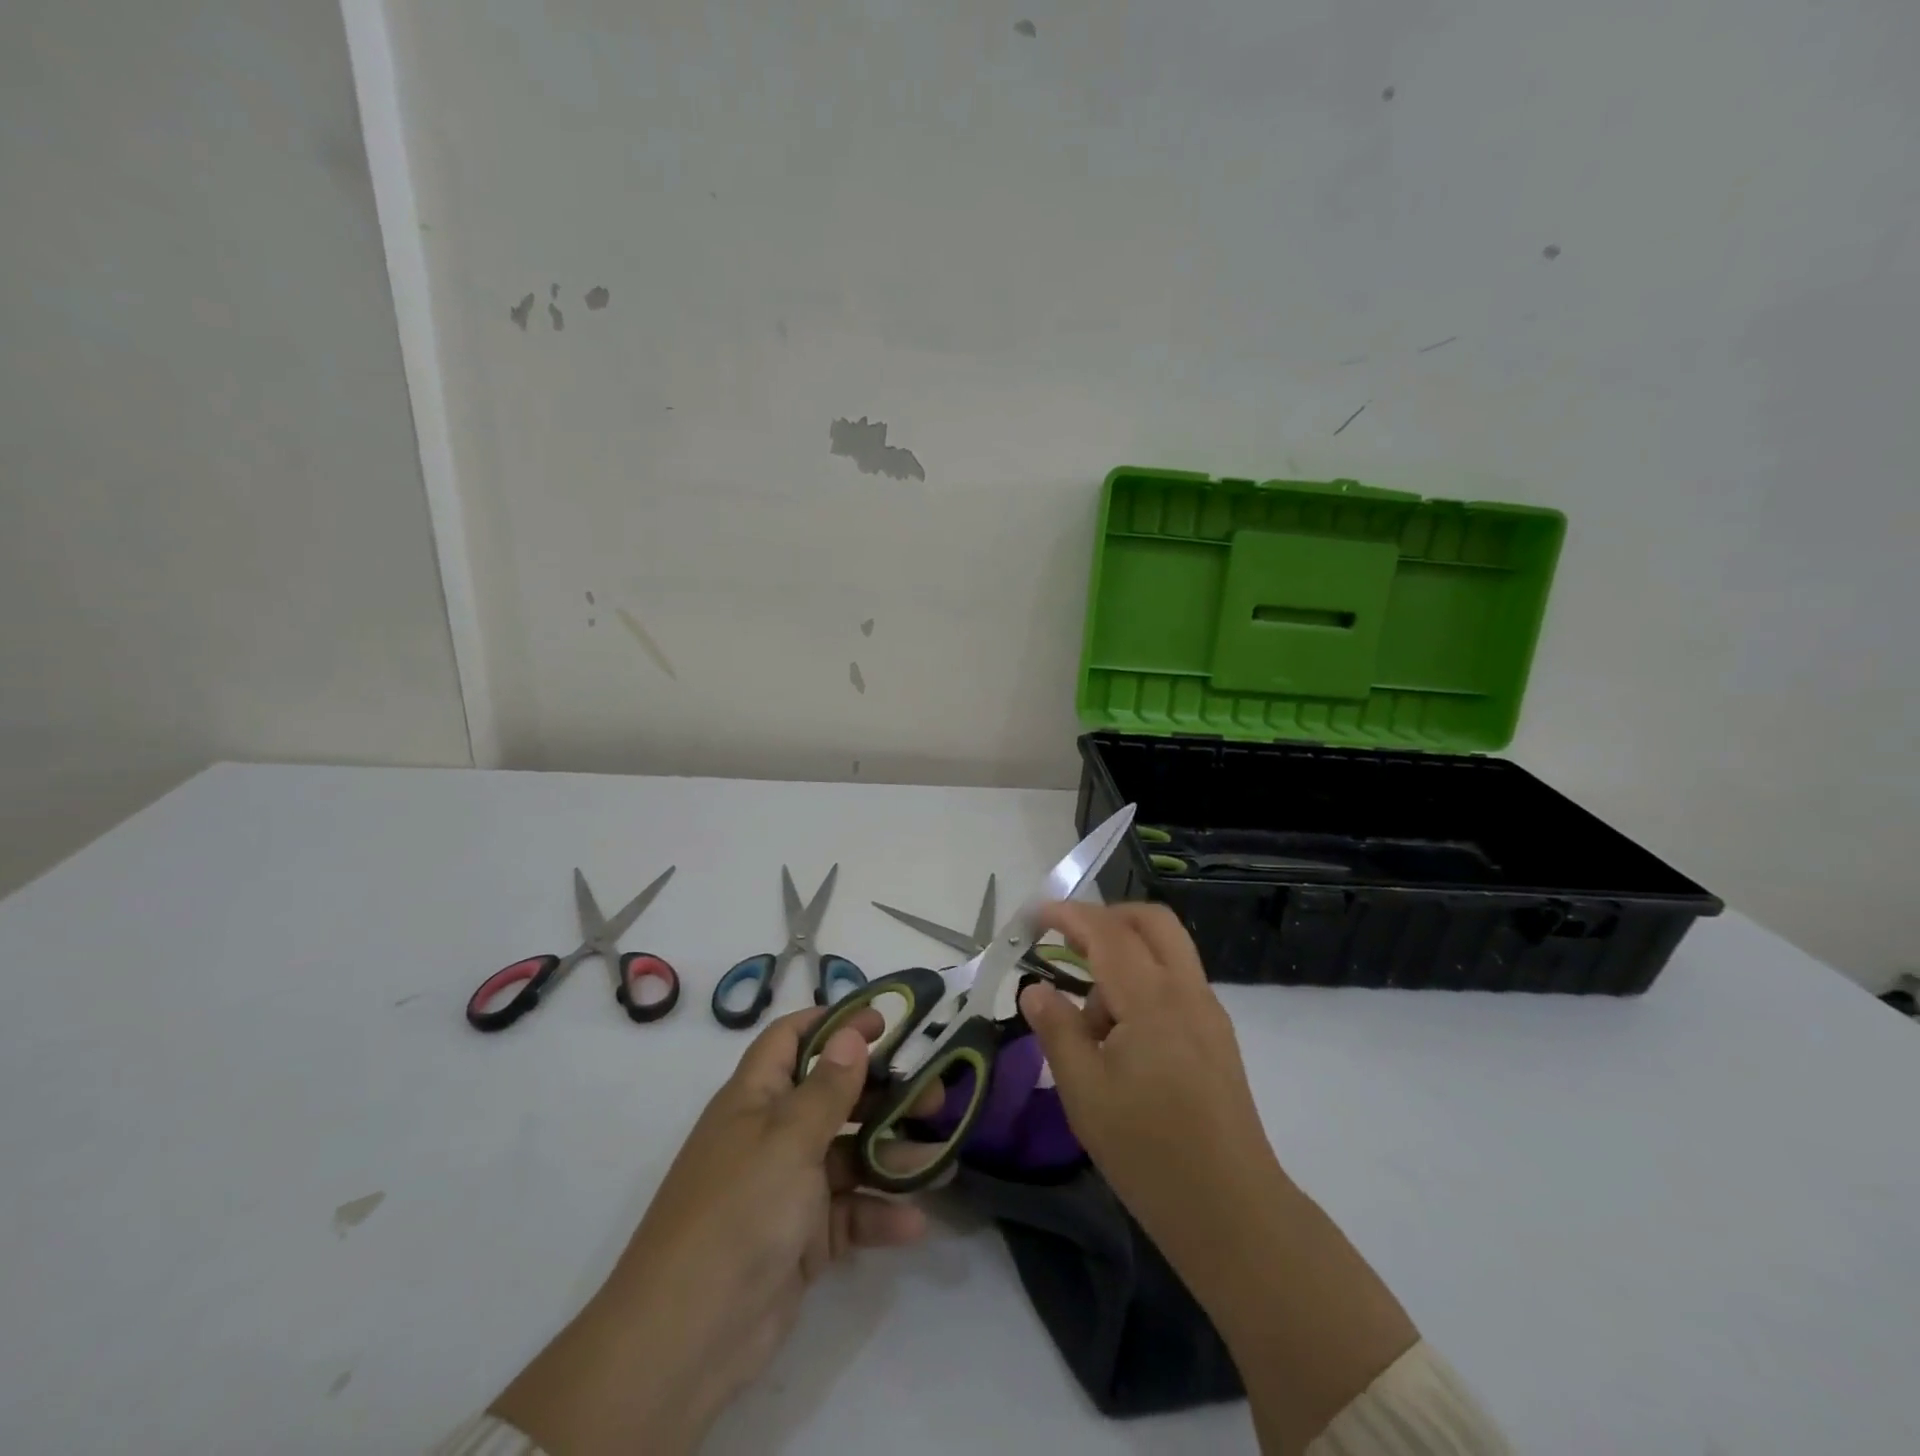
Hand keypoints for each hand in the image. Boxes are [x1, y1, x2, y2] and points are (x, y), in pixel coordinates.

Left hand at [492, 1007, 930, 1455]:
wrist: (688, 1337)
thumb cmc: (739, 1211)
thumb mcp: (788, 1139)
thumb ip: (828, 1088)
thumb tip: (852, 1032)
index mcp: (755, 1098)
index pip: (792, 1039)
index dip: (835, 1023)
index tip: (885, 1021)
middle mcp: (771, 1135)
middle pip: (833, 1096)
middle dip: (882, 1093)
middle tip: (934, 1096)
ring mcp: (787, 1189)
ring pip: (848, 1157)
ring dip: (891, 1157)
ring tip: (938, 1159)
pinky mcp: (801, 1240)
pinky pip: (848, 1214)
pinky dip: (878, 1216)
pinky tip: (915, 1222)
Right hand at [1022, 903, 1419, 1453]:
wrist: (1232, 1211)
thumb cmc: (1148, 1152)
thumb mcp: (1084, 1092)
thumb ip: (1057, 1030)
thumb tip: (1034, 988)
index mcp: (1152, 1000)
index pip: (1107, 932)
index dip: (1069, 914)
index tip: (1036, 915)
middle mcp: (1187, 991)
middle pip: (1152, 921)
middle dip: (1107, 917)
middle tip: (1067, 942)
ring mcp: (1208, 1012)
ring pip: (1167, 949)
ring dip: (1125, 955)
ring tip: (1091, 1019)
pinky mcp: (1217, 1035)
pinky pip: (1176, 981)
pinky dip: (1144, 982)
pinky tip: (1121, 1036)